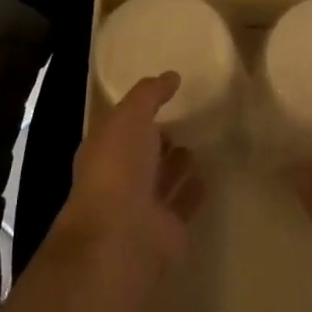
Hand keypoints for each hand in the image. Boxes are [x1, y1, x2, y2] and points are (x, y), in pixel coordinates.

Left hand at [51, 72, 206, 274]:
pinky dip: (192, 190)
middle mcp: (120, 177)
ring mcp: (143, 205)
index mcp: (104, 150)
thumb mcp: (129, 117)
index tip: (164, 97)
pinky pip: (183, 203)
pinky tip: (207, 175)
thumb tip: (171, 76)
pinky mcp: (167, 229)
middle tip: (183, 122)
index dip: (138, 113)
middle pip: (142, 154)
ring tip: (196, 146)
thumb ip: (149, 95)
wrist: (122, 235)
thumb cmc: (118, 168)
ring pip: (163, 179)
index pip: (122, 127)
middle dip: (158, 139)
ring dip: (177, 164)